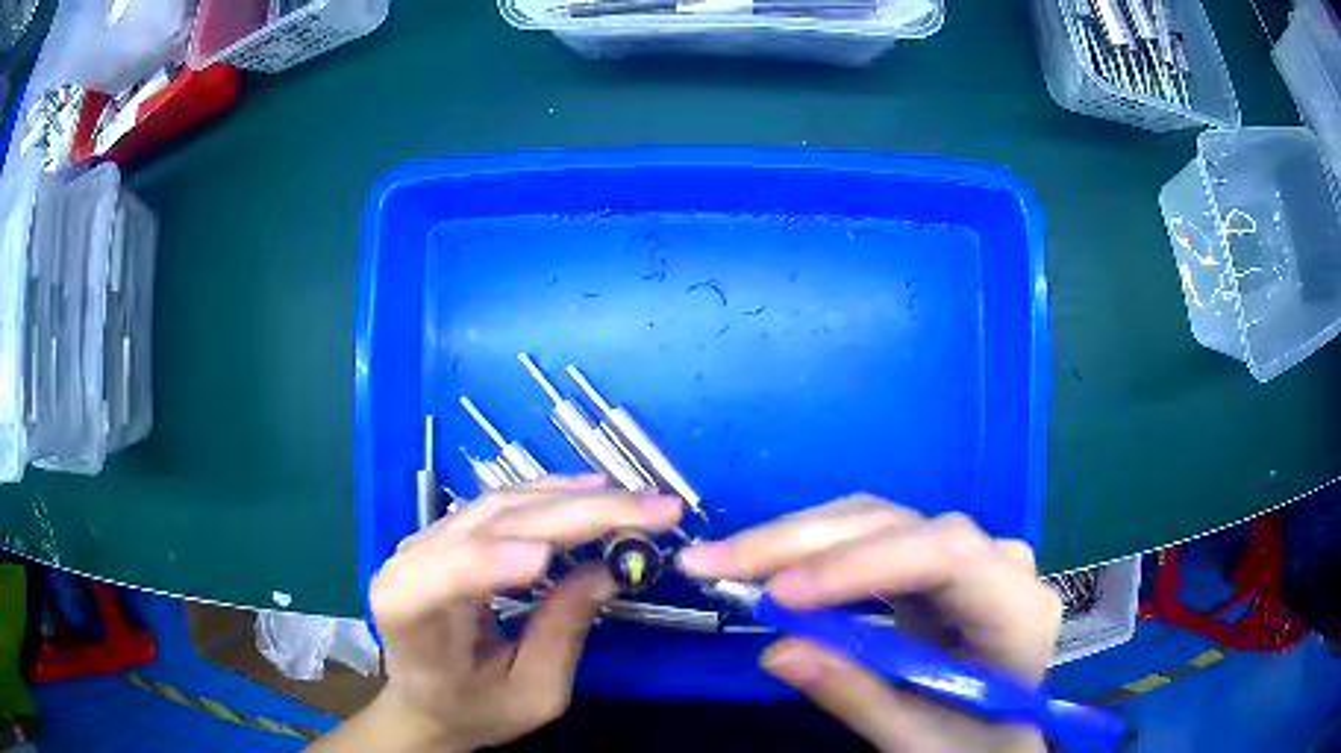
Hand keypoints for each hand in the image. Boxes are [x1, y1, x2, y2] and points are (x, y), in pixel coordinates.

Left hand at [321, 475, 683, 751]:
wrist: (427, 697)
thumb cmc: (472, 708)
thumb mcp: (529, 695)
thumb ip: (561, 636)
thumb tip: (606, 570)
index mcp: (408, 616)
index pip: (440, 579)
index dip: (487, 561)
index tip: (545, 560)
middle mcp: (409, 563)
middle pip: (490, 526)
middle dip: (574, 515)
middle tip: (653, 513)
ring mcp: (429, 539)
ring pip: (502, 504)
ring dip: (573, 498)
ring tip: (635, 501)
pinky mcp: (452, 532)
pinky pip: (503, 504)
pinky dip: (553, 495)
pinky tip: (592, 489)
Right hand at [679, 496, 1060, 752]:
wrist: (996, 737)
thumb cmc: (970, 744)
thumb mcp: (918, 740)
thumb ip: (858, 697)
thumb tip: (777, 650)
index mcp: (1016, 608)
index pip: (947, 556)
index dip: (861, 566)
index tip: (779, 597)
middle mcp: (997, 562)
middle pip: (900, 526)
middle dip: (802, 543)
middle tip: (712, 563)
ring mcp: (964, 555)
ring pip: (876, 521)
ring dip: (794, 539)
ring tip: (723, 560)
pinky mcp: (930, 563)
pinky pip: (868, 540)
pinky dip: (810, 552)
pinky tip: (765, 565)